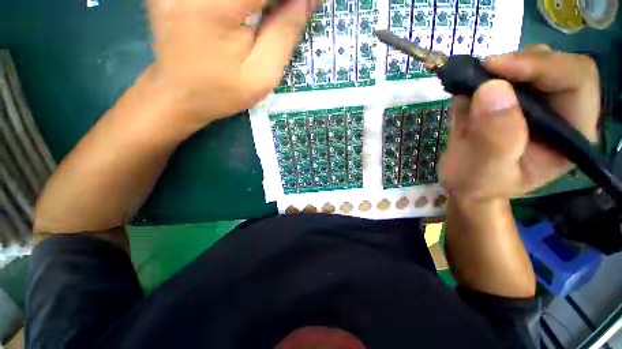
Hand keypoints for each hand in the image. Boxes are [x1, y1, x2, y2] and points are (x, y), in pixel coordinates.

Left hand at [146, 0, 318, 122]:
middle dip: (278, 2)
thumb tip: (307, 0)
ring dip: (262, 3)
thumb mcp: (262, 75)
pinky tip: (252, 13)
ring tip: (275, 16)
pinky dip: (247, 3)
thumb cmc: (222, 92)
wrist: (177, 95)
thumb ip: (285, 33)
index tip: (309, 5)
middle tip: (292, 13)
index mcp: (215, 5)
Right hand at [438, 45, 599, 200]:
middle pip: (553, 64)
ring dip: (494, 71)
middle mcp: (559, 111)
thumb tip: (492, 89)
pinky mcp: (509, 99)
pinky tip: (463, 100)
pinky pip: (498, 75)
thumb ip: (495, 138)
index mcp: (570, 133)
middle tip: (479, 72)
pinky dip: (477, 78)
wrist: (461, 183)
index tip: (495, 68)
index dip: (542, 66)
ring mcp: (533, 103)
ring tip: (468, 91)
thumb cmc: (477, 184)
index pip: (576, 80)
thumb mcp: (486, 170)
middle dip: (516, 64)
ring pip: (525, 63)